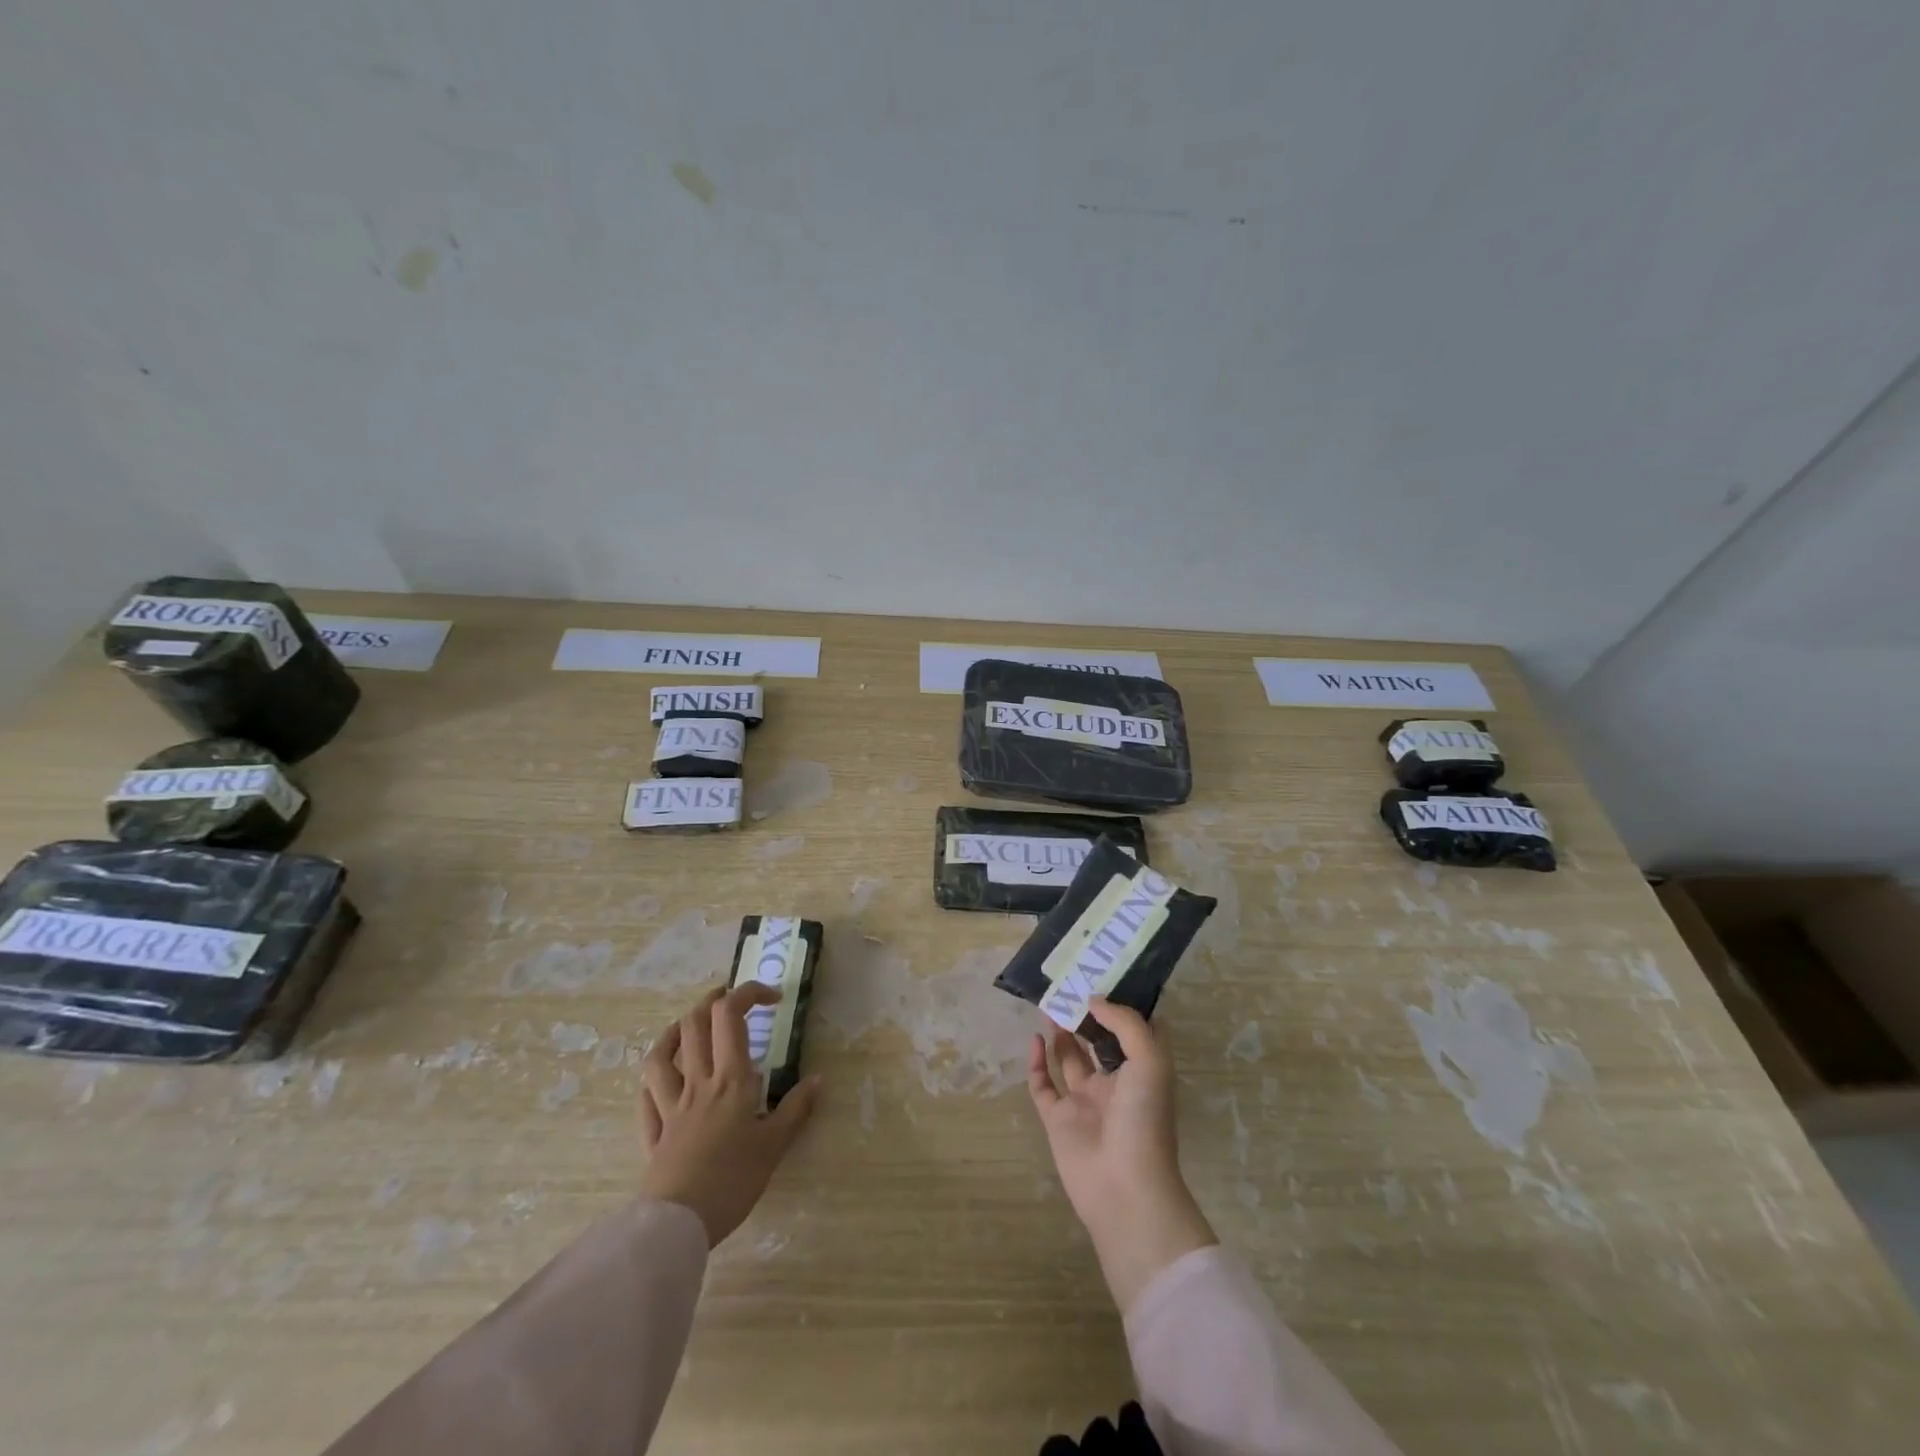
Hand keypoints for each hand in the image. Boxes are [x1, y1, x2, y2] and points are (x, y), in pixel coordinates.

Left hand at [638, 983, 819, 1246]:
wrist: (677, 1225)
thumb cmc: (732, 1180)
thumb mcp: (774, 1146)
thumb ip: (796, 1109)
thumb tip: (818, 1079)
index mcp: (730, 1079)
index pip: (731, 1015)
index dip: (749, 993)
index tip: (774, 999)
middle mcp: (698, 1083)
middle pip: (694, 1025)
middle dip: (712, 1001)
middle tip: (731, 1001)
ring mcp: (669, 1107)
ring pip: (661, 1055)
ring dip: (674, 1031)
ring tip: (688, 1027)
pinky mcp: (653, 1134)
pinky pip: (647, 1097)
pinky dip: (654, 1081)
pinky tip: (661, 1081)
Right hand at [1027, 998, 1215, 1311]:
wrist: (1124, 1188)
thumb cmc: (1145, 1120)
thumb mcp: (1149, 1061)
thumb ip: (1124, 1023)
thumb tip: (1094, 1000)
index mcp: (1142, 1071)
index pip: (1136, 1031)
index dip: (1124, 1005)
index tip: (1108, 975)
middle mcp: (1115, 1083)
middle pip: (1098, 1041)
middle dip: (1085, 1015)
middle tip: (1069, 985)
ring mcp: (1084, 1102)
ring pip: (1069, 1059)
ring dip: (1061, 1033)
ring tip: (1049, 1004)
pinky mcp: (1058, 1120)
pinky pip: (1043, 1085)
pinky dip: (1037, 1063)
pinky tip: (1034, 1039)